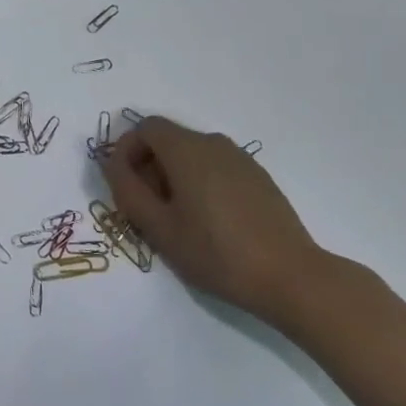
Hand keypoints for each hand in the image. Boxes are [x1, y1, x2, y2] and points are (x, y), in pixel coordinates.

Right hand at [103, 117, 342, 329]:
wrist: (292, 277)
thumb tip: (113, 164)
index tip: (124, 187)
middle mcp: (212, 142)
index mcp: (186, 149)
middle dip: (148, 167)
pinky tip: (211, 224)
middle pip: (168, 140)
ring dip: (174, 177)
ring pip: (192, 155)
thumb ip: (128, 191)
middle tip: (147, 210)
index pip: (145, 128)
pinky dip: (200, 184)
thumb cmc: (217, 252)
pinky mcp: (259, 178)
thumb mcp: (160, 229)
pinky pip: (216, 168)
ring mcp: (240, 159)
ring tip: (178, 221)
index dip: (127, 151)